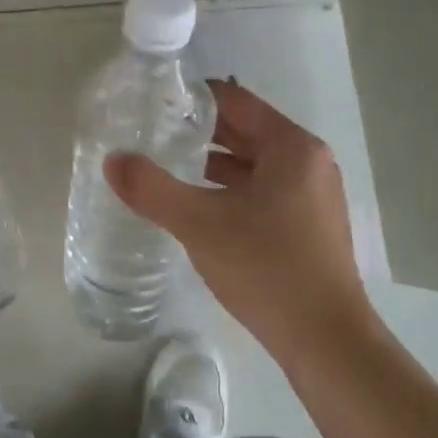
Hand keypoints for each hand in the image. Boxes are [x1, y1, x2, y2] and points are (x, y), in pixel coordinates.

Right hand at [106, 79, 370, 353]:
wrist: (325, 340)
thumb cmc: (266, 268)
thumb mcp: (200, 224)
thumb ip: (152, 189)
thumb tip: (112, 160)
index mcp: (291, 147)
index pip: (236, 101)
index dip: (193, 98)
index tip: (153, 103)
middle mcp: (309, 162)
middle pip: (245, 131)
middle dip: (199, 131)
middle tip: (151, 133)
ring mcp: (313, 195)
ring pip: (253, 164)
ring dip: (212, 163)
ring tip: (166, 167)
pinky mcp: (309, 225)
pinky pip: (263, 191)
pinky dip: (230, 189)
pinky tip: (198, 207)